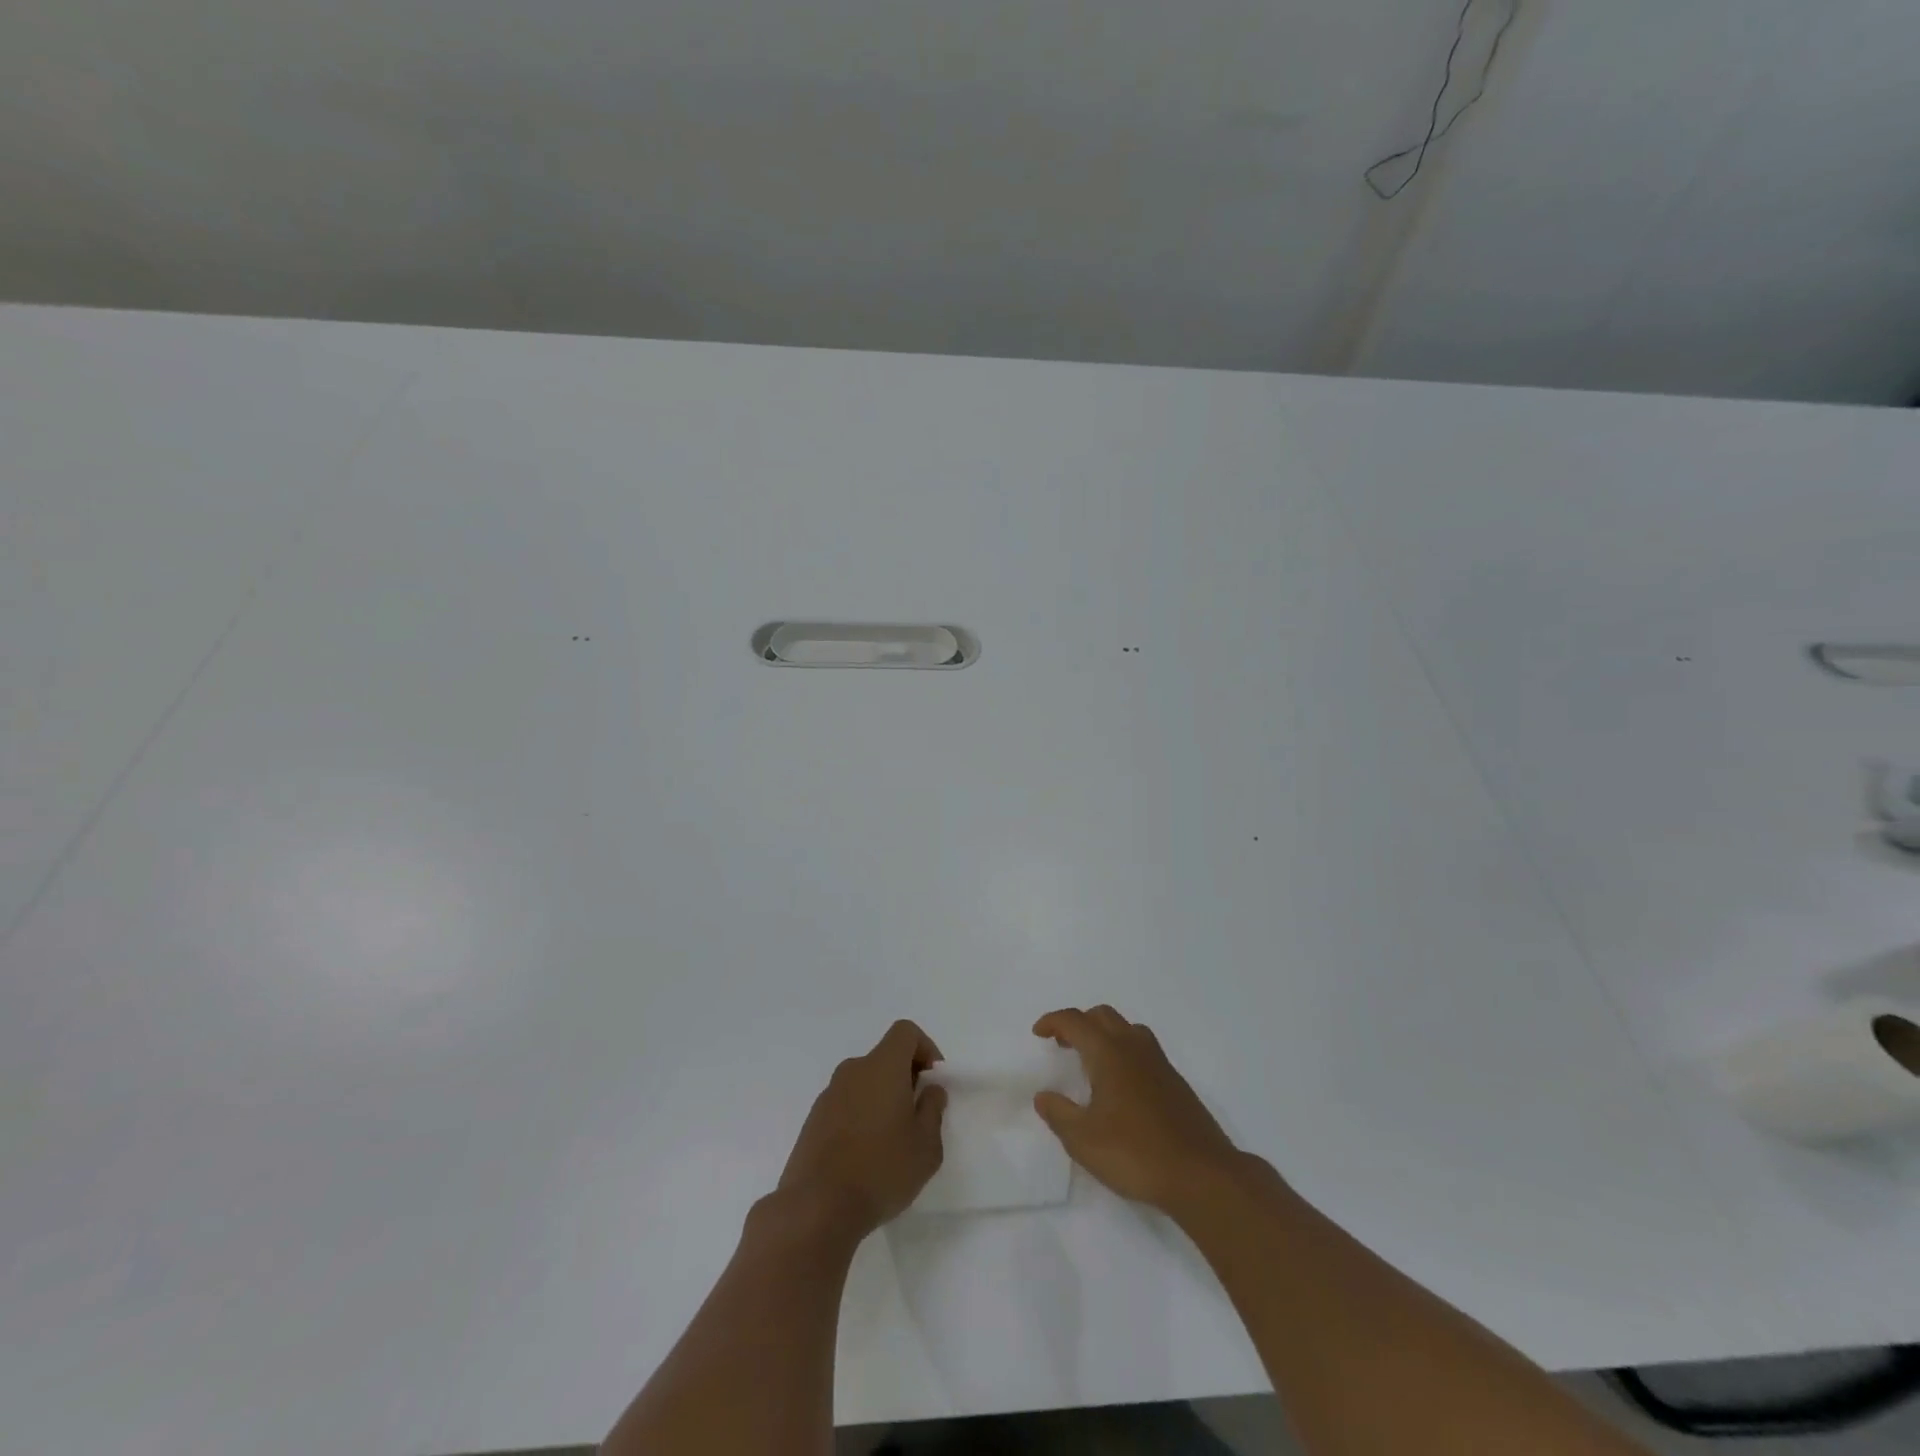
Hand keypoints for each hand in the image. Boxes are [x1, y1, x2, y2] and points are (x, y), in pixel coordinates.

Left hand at [777, 1020, 947, 1238]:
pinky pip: (846, 1104)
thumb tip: (930, 1090)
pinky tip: (866, 1156)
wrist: (816, 1207)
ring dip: (882, 1099)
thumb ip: (932, 1111)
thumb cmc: (881, 1170)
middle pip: (885, 1057)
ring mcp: (829, 1095)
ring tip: (892, 1142)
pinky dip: (861, 1116)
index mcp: (882, 1066)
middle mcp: (853, 1071)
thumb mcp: (926, 1147)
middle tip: (917, 1116)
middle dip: (906, 1078)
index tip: (933, 1081)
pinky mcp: (813, 1120)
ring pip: (865, 1082)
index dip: (925, 1048)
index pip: (905, 1032)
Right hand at [1032, 1006, 1241, 1213]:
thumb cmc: (1136, 1154)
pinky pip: (1143, 1049)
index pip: (1075, 1021)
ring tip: (1091, 1061)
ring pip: (1127, 1029)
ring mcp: (1159, 1063)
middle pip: (1102, 1016)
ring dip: (1104, 1034)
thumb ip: (1059, 1114)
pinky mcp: (1175, 1082)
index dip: (1053, 1021)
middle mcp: (1134, 1048)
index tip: (1038, 1033)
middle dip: (1079, 1023)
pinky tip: (1121, 1085)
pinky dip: (1124, 1050)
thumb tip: (1043, 1095)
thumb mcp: (1084, 1141)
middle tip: (1062, 1045)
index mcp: (1109, 1053)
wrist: (1202, 1175)